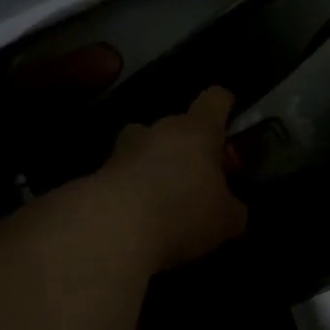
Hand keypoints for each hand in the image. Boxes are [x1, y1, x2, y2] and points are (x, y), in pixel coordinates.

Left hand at [97, 86, 248, 270]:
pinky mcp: (98, 175)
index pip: (215, 99)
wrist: (112, 231)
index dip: (225, 106)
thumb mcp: (226, 219)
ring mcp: (124, 150)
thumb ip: (232, 207)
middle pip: (176, 126)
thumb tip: (231, 209)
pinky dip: (131, 191)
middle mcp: (159, 129)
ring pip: (144, 148)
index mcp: (197, 130)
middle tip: (197, 178)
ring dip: (153, 165)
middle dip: (187, 147)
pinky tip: (138, 220)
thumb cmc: (182, 212)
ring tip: (162, 198)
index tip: (231, 120)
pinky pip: (123, 176)